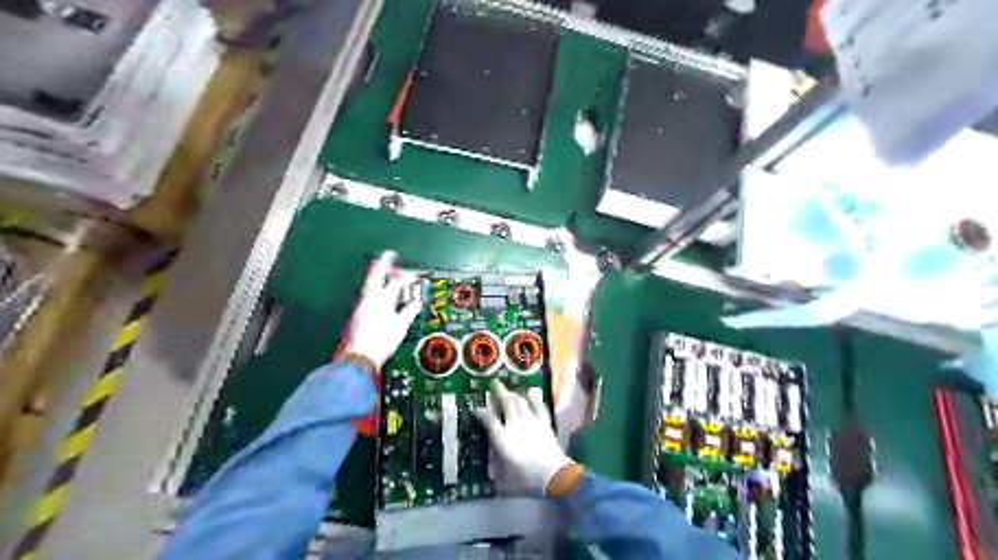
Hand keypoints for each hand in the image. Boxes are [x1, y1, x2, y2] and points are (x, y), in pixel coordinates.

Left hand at [345, 252, 421, 368]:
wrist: (359, 356)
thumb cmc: (381, 342)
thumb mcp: (400, 327)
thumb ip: (409, 311)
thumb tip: (415, 303)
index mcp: (382, 299)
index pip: (397, 281)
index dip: (408, 276)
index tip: (415, 276)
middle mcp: (370, 298)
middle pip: (376, 275)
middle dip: (384, 263)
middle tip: (390, 255)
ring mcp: (362, 305)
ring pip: (370, 283)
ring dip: (379, 276)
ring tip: (386, 272)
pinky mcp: (359, 313)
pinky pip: (368, 294)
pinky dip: (376, 288)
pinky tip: (381, 293)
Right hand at [473, 380, 572, 493]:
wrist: (554, 476)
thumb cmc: (527, 480)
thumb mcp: (504, 479)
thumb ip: (496, 466)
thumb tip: (490, 461)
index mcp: (503, 439)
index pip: (489, 420)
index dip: (481, 413)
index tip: (476, 409)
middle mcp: (515, 425)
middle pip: (506, 403)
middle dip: (499, 391)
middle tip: (494, 383)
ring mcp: (531, 421)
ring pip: (521, 401)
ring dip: (514, 394)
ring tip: (509, 390)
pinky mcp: (544, 423)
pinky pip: (539, 406)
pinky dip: (534, 399)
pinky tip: (532, 394)